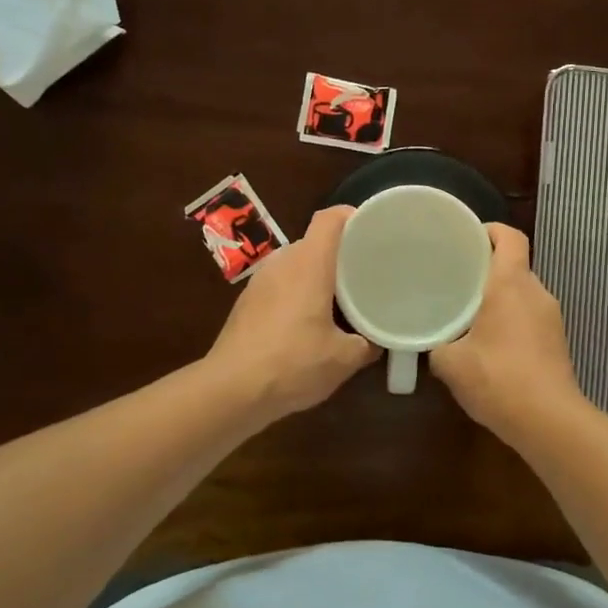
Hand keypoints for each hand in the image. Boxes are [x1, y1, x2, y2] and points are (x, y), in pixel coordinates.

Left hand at [207, 206, 378, 424]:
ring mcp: (260, 282)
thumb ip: (367, 344)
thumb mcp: (344, 359)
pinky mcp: (246, 303)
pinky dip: (298, 294)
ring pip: (297, 265)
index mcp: (309, 263)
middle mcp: (283, 262)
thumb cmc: (293, 363)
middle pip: (315, 242)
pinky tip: (308, 323)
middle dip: (341, 254)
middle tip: (365, 272)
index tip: (373, 231)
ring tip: (340, 299)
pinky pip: (280, 285)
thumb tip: (377, 341)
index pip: (330, 218)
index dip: (353, 217)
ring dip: (318, 276)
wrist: (230, 391)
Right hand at [431, 224, 585, 439]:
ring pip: (522, 293)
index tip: (466, 238)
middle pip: (515, 264)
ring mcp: (552, 318)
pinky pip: (530, 317)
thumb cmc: (498, 379)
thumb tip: (433, 343)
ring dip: (499, 297)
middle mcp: (536, 292)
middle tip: (456, 278)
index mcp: (511, 283)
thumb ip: (437, 345)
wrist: (549, 421)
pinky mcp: (557, 341)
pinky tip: (490, 344)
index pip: (510, 237)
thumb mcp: (451, 363)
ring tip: (469, 312)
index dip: (490, 230)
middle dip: (487, 268)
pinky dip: (511, 320)